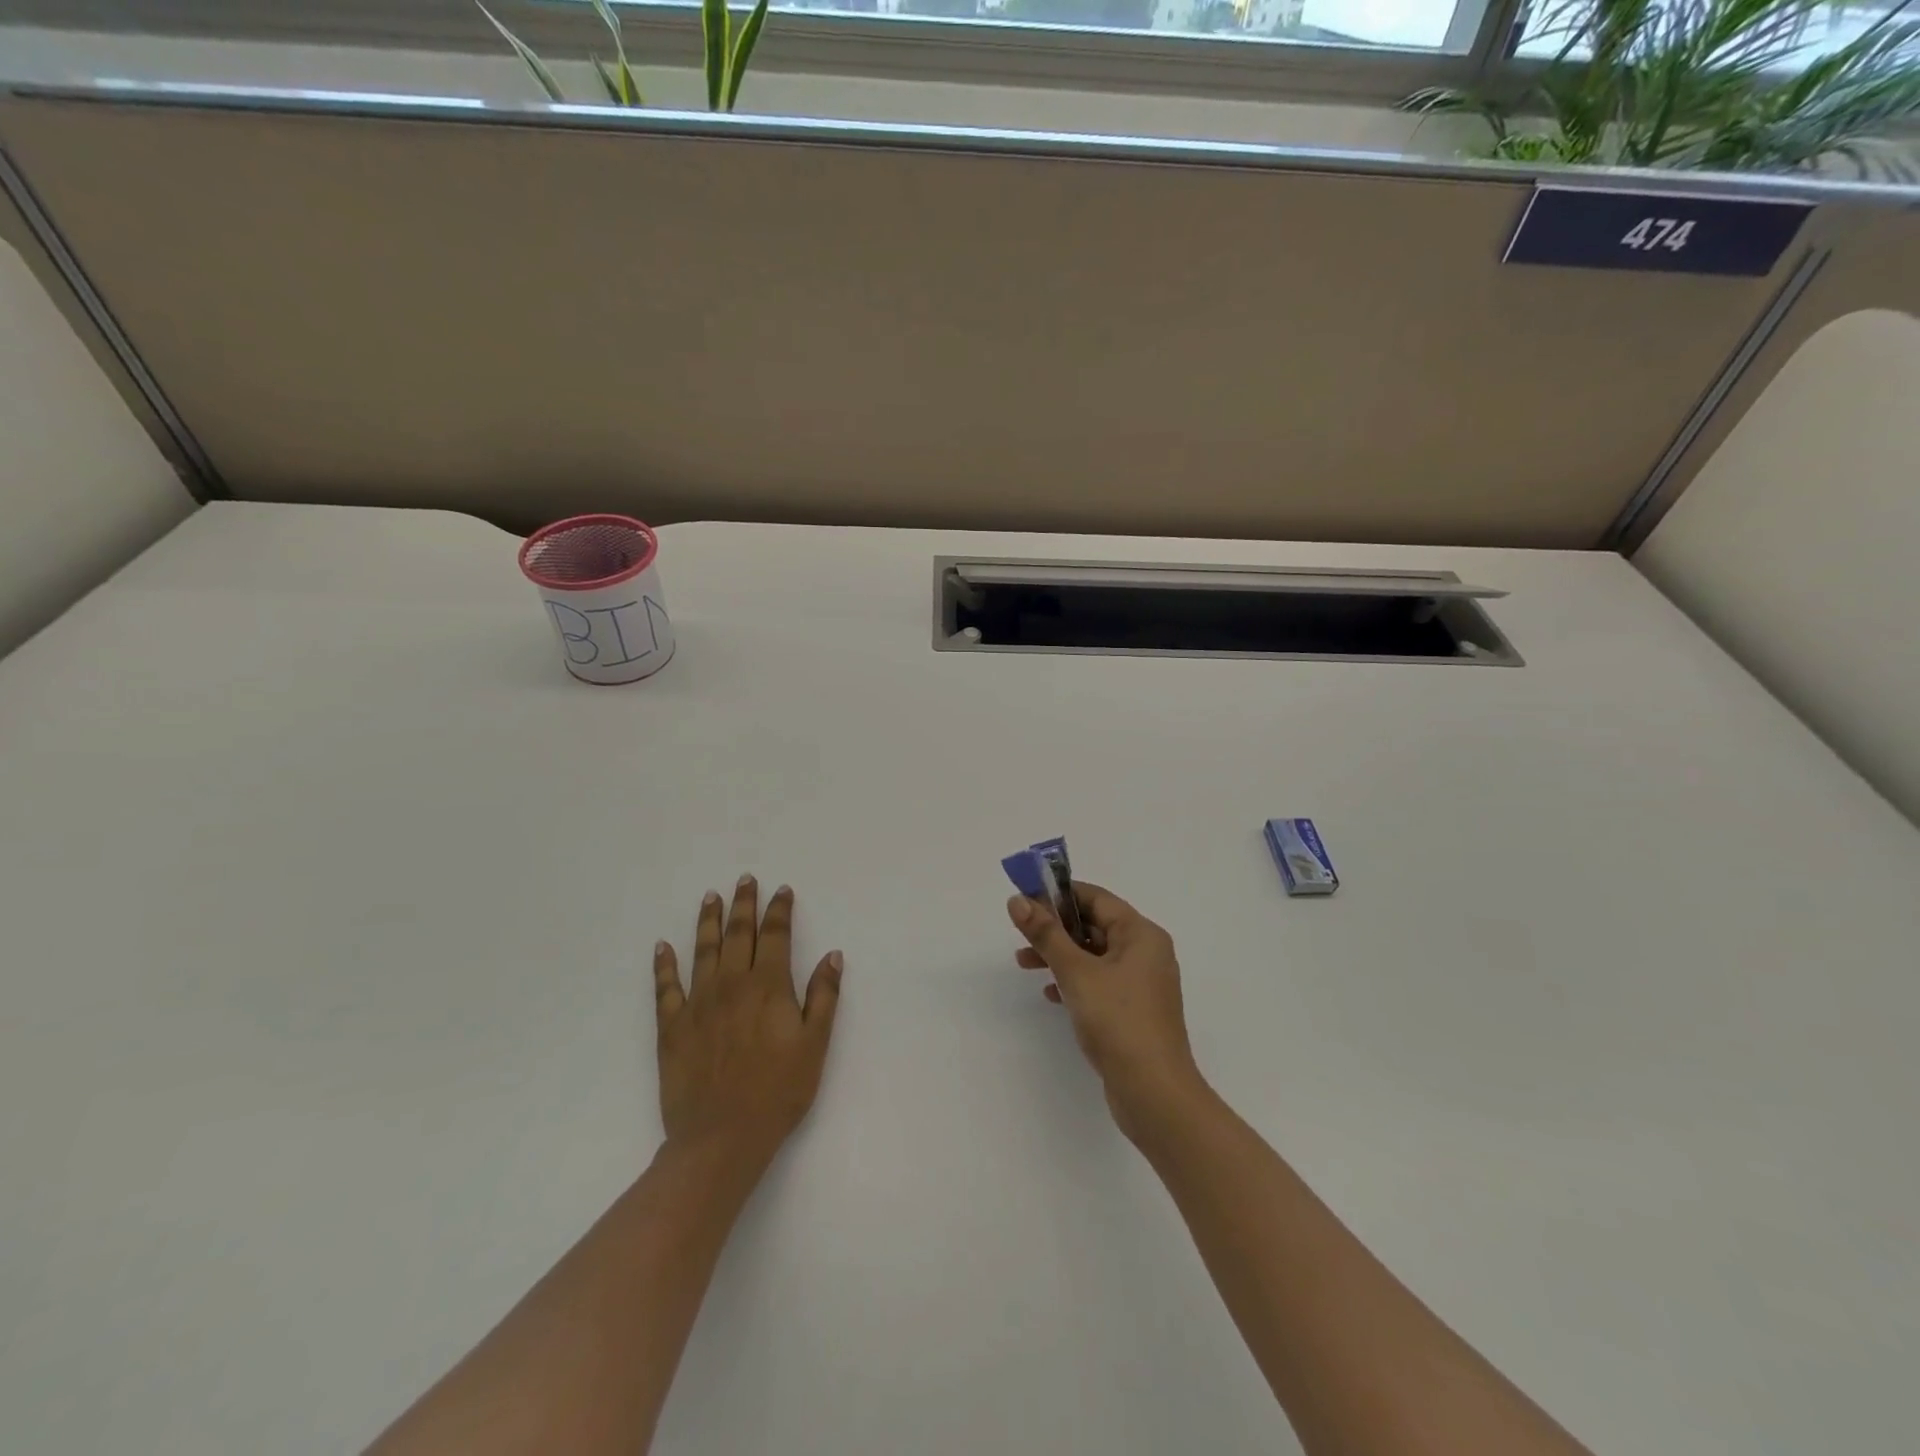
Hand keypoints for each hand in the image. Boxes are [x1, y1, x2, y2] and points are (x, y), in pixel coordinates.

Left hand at [653, 876, 842, 1170]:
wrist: (722, 1138)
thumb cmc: (779, 1091)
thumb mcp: (815, 1044)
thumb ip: (824, 996)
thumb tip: (832, 955)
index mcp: (768, 986)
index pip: (775, 936)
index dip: (779, 910)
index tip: (781, 890)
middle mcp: (732, 984)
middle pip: (738, 933)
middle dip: (743, 903)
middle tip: (744, 879)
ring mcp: (698, 1003)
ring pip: (703, 950)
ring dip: (708, 921)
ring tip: (710, 897)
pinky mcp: (672, 1027)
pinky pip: (666, 987)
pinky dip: (664, 964)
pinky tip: (662, 946)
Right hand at [1008, 882, 1205, 1139]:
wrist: (1154, 1093)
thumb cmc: (1118, 1021)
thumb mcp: (1076, 972)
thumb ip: (1046, 934)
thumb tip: (1018, 900)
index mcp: (1141, 934)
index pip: (1096, 898)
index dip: (1059, 895)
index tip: (1025, 899)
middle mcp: (1146, 952)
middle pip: (1095, 926)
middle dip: (1056, 928)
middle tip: (1021, 934)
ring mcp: (1142, 984)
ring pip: (1095, 956)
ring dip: (1060, 956)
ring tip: (1024, 964)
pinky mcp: (1135, 1011)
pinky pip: (1100, 982)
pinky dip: (1074, 981)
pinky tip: (1050, 995)